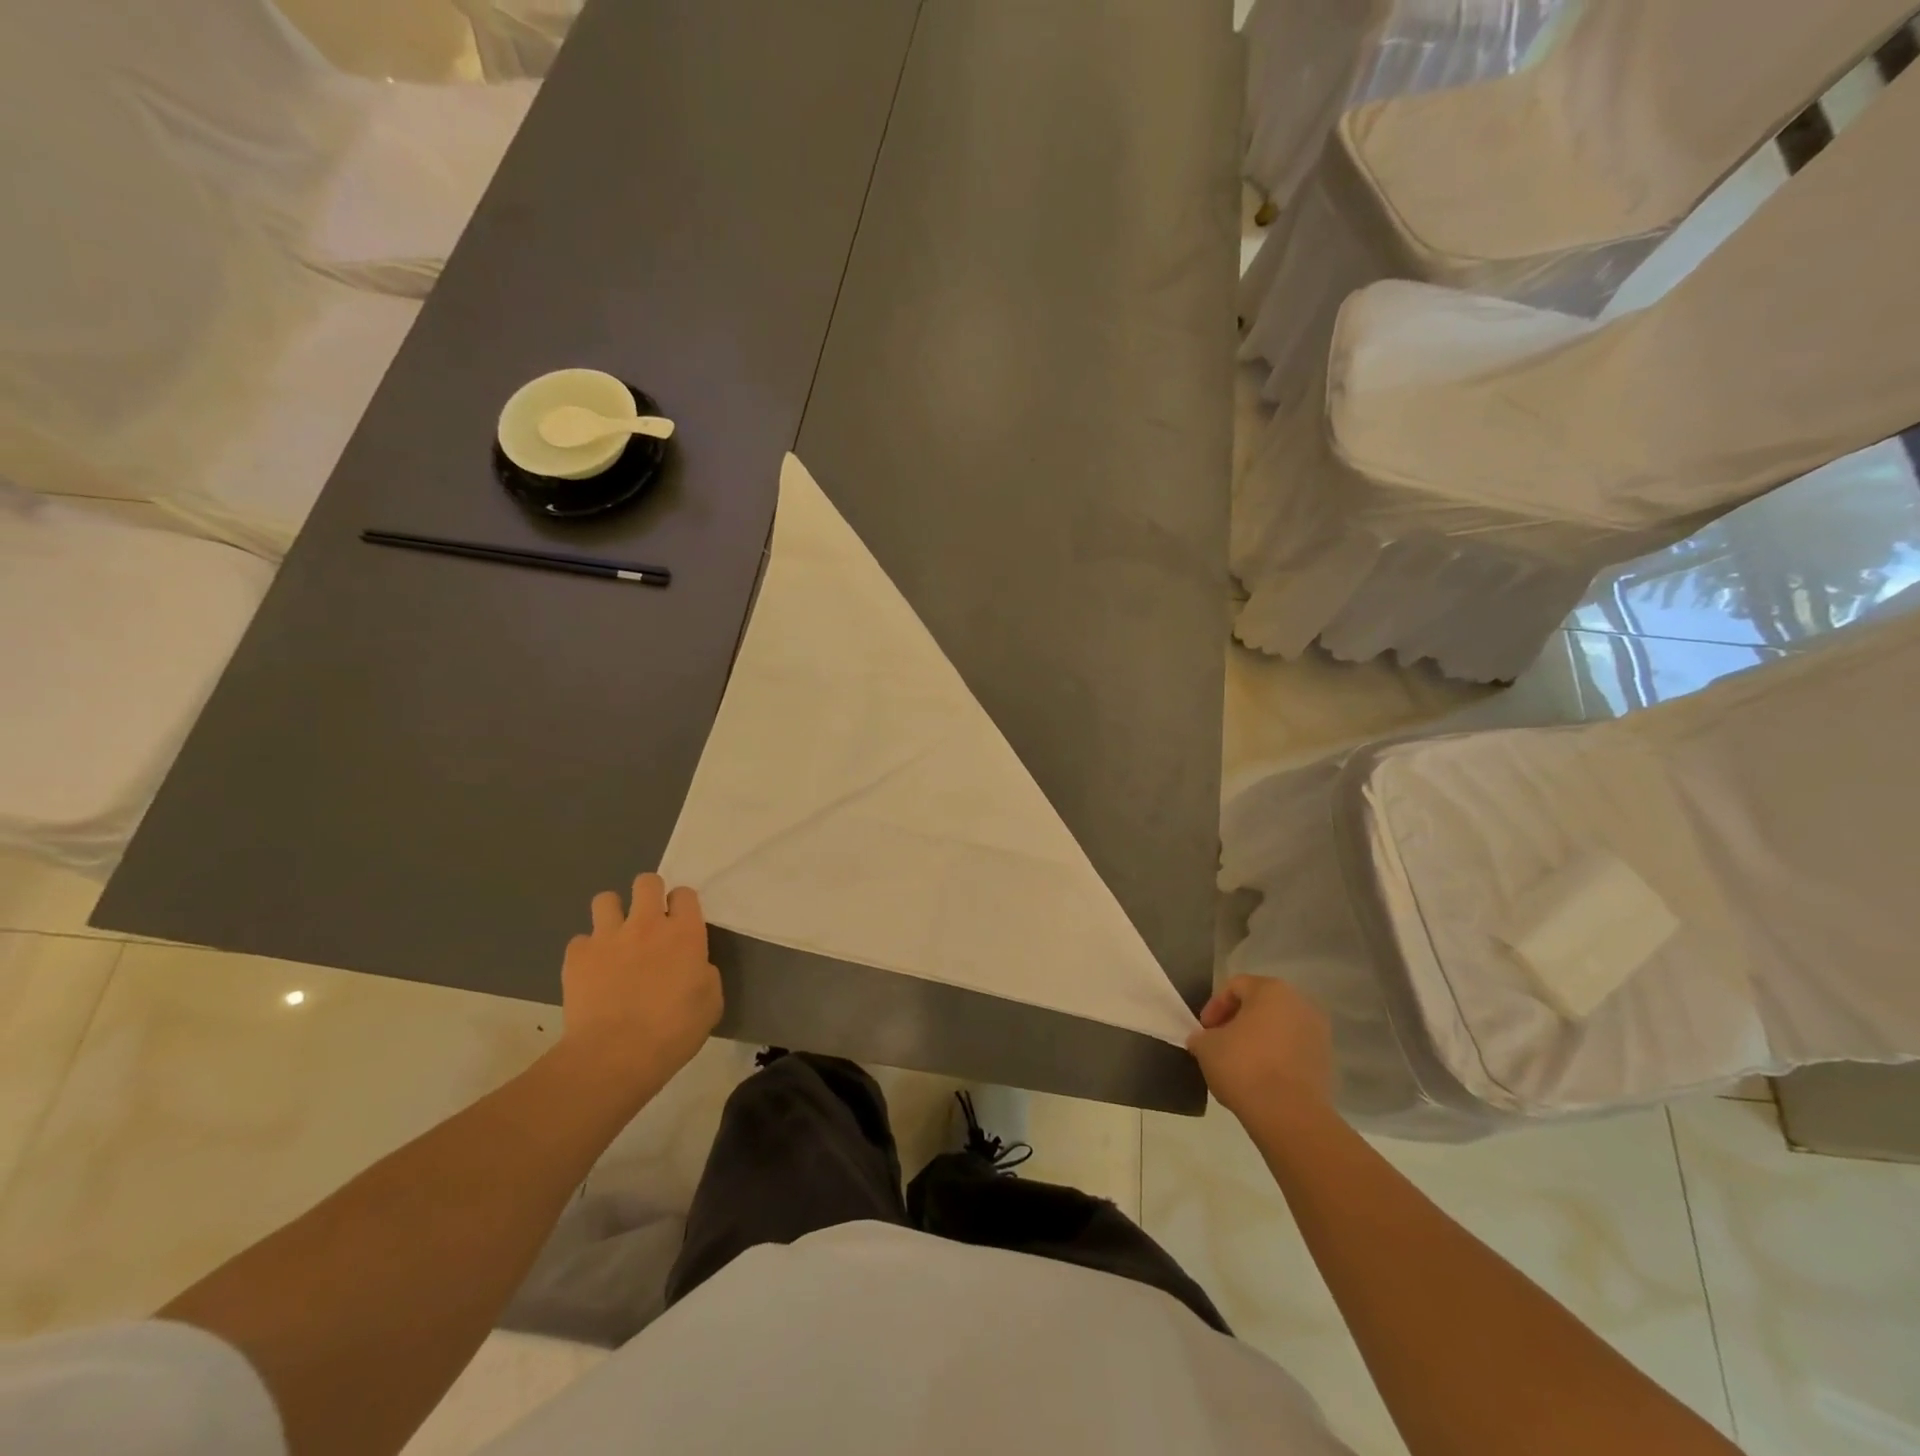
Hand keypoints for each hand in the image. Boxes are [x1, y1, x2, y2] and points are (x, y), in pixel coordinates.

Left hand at [560, 873, 722, 1091]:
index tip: (681, 923)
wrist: (616, 1055)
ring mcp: (608, 937)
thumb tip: (693, 966)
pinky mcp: (577, 956)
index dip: (682, 905)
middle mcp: (647, 924)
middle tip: (649, 920)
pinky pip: (580, 940)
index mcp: (685, 933)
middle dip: (649, 893)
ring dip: (612, 914)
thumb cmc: (674, 1031)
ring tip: (615, 938)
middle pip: (646, 882)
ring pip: (605, 899)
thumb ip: (704, 972)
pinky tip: (592, 972)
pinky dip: (587, 952)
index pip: (685, 893)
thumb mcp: (711, 1001)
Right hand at [1187, 974, 1333, 1124]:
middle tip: (1219, 1043)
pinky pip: (1293, 1051)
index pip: (1235, 987)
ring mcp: (1319, 1034)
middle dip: (1237, 1022)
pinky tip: (1260, 1079)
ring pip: (1279, 1029)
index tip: (1204, 1031)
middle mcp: (1300, 1004)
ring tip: (1239, 1063)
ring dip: (1258, 1040)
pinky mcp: (1326, 1063)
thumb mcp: (1206, 1047)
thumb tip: (1204, 1040)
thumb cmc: (1243, 1067)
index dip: (1214, 1007)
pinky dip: (1276, 1058)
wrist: (1289, 1115)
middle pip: (1260, 1005)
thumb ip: (1202, 1036)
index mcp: (1271, 990)